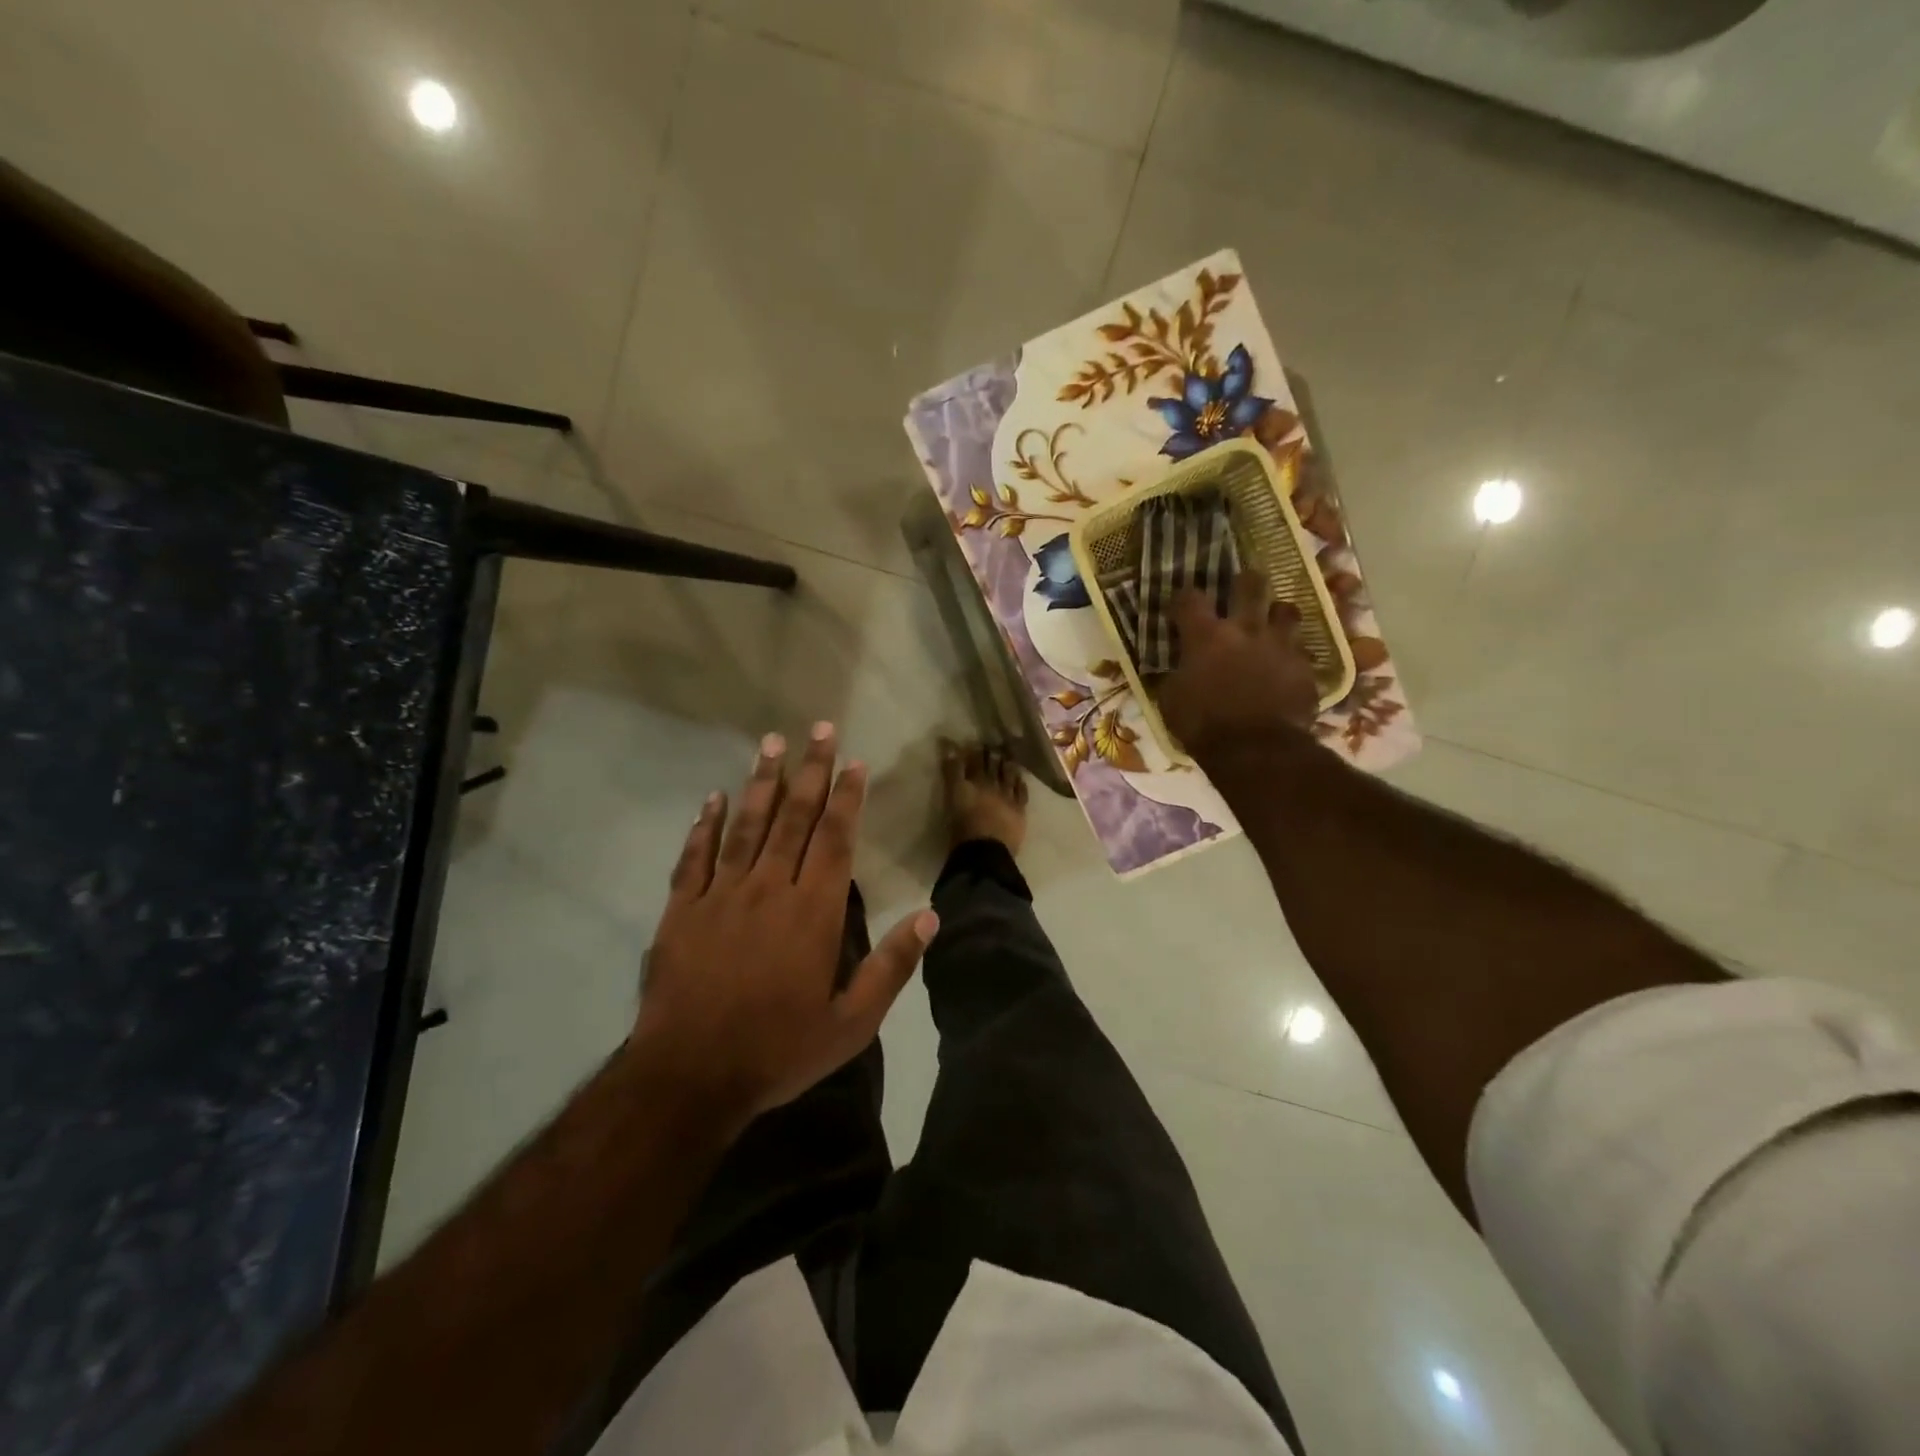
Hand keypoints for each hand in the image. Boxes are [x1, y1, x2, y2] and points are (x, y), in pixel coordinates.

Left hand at [631, 724, 936, 1124]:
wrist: (690, 1078)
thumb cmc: (778, 1050)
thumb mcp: (851, 1023)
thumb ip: (892, 966)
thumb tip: (930, 916)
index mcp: (812, 912)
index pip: (834, 839)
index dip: (846, 797)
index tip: (853, 761)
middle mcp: (769, 890)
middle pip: (793, 818)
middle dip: (810, 770)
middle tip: (818, 728)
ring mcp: (720, 896)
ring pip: (746, 826)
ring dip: (761, 782)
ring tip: (771, 743)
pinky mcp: (681, 911)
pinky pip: (694, 857)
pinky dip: (705, 825)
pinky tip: (714, 798)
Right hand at [1160, 568, 1320, 756]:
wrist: (1256, 750)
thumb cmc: (1203, 726)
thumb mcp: (1171, 701)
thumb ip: (1175, 675)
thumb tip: (1175, 668)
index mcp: (1206, 636)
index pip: (1190, 598)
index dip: (1184, 598)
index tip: (1180, 606)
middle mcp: (1245, 629)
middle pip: (1250, 585)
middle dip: (1245, 582)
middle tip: (1241, 588)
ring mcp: (1280, 645)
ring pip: (1287, 610)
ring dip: (1277, 614)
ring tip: (1272, 623)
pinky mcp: (1304, 667)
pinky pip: (1300, 649)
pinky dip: (1291, 653)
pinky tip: (1286, 664)